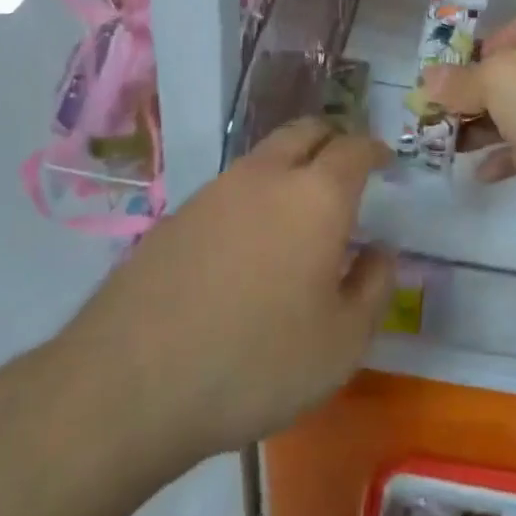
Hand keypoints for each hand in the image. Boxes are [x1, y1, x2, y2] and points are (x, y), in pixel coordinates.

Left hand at [57, 119, 394, 466]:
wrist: (129, 385)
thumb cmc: (257, 362)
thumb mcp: (343, 342)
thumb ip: (373, 287)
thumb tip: (379, 252)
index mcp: (316, 196)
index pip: (354, 148)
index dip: (375, 149)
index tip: (386, 160)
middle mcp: (266, 177)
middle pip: (305, 131)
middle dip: (333, 139)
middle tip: (347, 166)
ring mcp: (214, 192)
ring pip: (264, 157)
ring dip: (291, 165)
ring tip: (300, 210)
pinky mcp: (175, 217)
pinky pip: (230, 189)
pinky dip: (254, 197)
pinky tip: (249, 244)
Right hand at [424, 7, 515, 247]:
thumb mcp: (502, 81)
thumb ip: (462, 81)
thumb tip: (428, 78)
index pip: (515, 29)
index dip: (481, 48)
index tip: (450, 74)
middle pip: (512, 74)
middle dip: (472, 94)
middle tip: (435, 116)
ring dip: (484, 128)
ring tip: (446, 146)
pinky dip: (507, 158)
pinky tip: (479, 174)